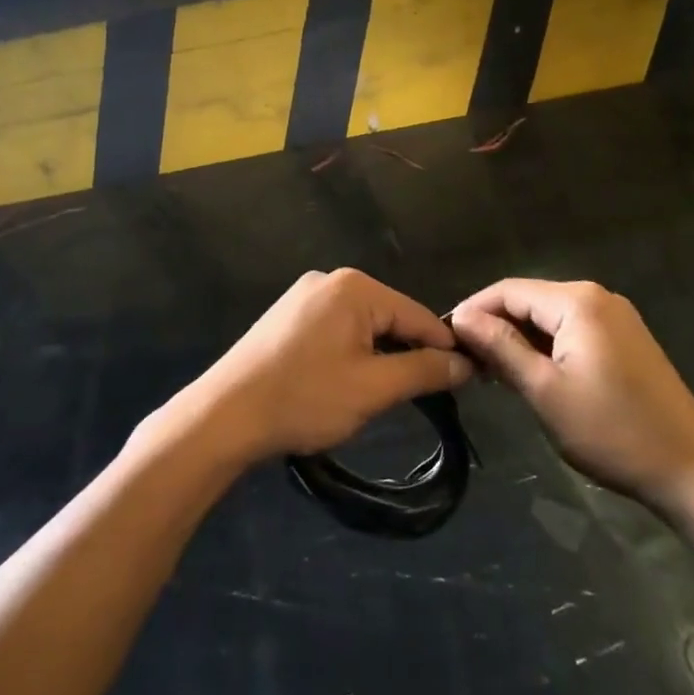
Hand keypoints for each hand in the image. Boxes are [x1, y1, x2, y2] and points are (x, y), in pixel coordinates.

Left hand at [170, 269, 473, 463]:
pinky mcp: (289, 315)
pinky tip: (348, 380)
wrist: (226, 414)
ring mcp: (305, 294)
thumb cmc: (305, 398)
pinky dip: (352, 351)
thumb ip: (424, 371)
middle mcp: (330, 279)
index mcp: (355, 287)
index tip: (467, 381)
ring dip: (380, 354)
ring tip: (387, 393)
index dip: (444, 349)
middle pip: (390, 315)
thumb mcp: (373, 388)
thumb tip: (466, 364)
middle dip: (408, 352)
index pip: (418, 314)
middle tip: (425, 396)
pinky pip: (337, 327)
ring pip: (363, 324)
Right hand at [451, 278, 693, 510]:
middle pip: (529, 300)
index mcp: (578, 301)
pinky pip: (572, 330)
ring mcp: (616, 318)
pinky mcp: (626, 339)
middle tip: (468, 362)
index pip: (508, 290)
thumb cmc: (613, 431)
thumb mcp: (545, 391)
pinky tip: (532, 373)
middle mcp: (598, 297)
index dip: (474, 310)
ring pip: (550, 316)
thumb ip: (501, 347)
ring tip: (493, 372)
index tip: (447, 340)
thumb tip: (462, 317)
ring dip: (520, 338)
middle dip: (496, 325)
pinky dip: (546, 346)